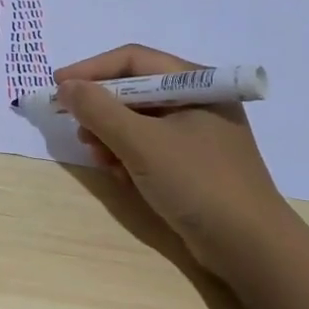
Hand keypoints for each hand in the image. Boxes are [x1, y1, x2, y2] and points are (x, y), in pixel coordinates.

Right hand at [58, 44, 308, 308]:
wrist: (251, 248)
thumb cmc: (198, 183)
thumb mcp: (142, 143)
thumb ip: (100, 110)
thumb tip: (66, 86)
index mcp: (196, 83)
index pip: (134, 60)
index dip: (91, 69)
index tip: (57, 86)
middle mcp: (198, 101)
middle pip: (135, 89)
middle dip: (101, 108)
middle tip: (75, 127)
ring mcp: (197, 134)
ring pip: (139, 120)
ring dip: (111, 134)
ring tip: (96, 155)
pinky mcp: (193, 163)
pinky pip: (150, 146)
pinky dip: (128, 154)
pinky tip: (118, 173)